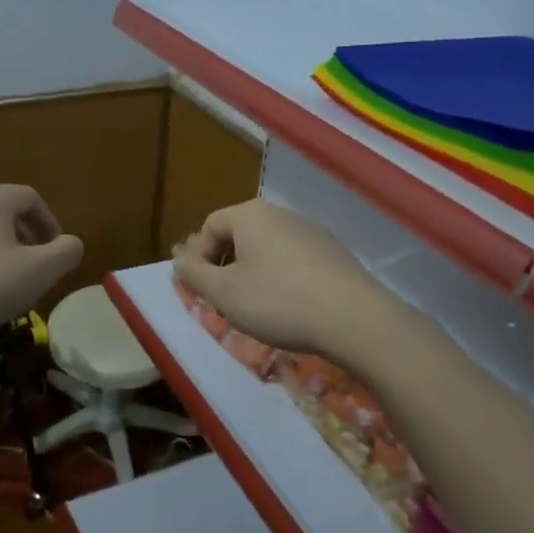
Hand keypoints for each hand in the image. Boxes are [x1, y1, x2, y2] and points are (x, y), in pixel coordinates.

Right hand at [172, 199, 394, 361]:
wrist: (354, 319)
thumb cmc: (278, 301)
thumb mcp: (224, 293)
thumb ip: (194, 273)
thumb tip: (179, 259)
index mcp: (250, 215)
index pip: (209, 226)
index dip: (198, 257)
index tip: (202, 288)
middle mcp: (280, 213)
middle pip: (238, 234)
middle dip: (225, 264)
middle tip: (224, 297)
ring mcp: (310, 230)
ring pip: (267, 246)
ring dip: (252, 271)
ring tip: (255, 304)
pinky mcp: (333, 252)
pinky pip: (293, 258)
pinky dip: (281, 277)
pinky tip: (289, 305)